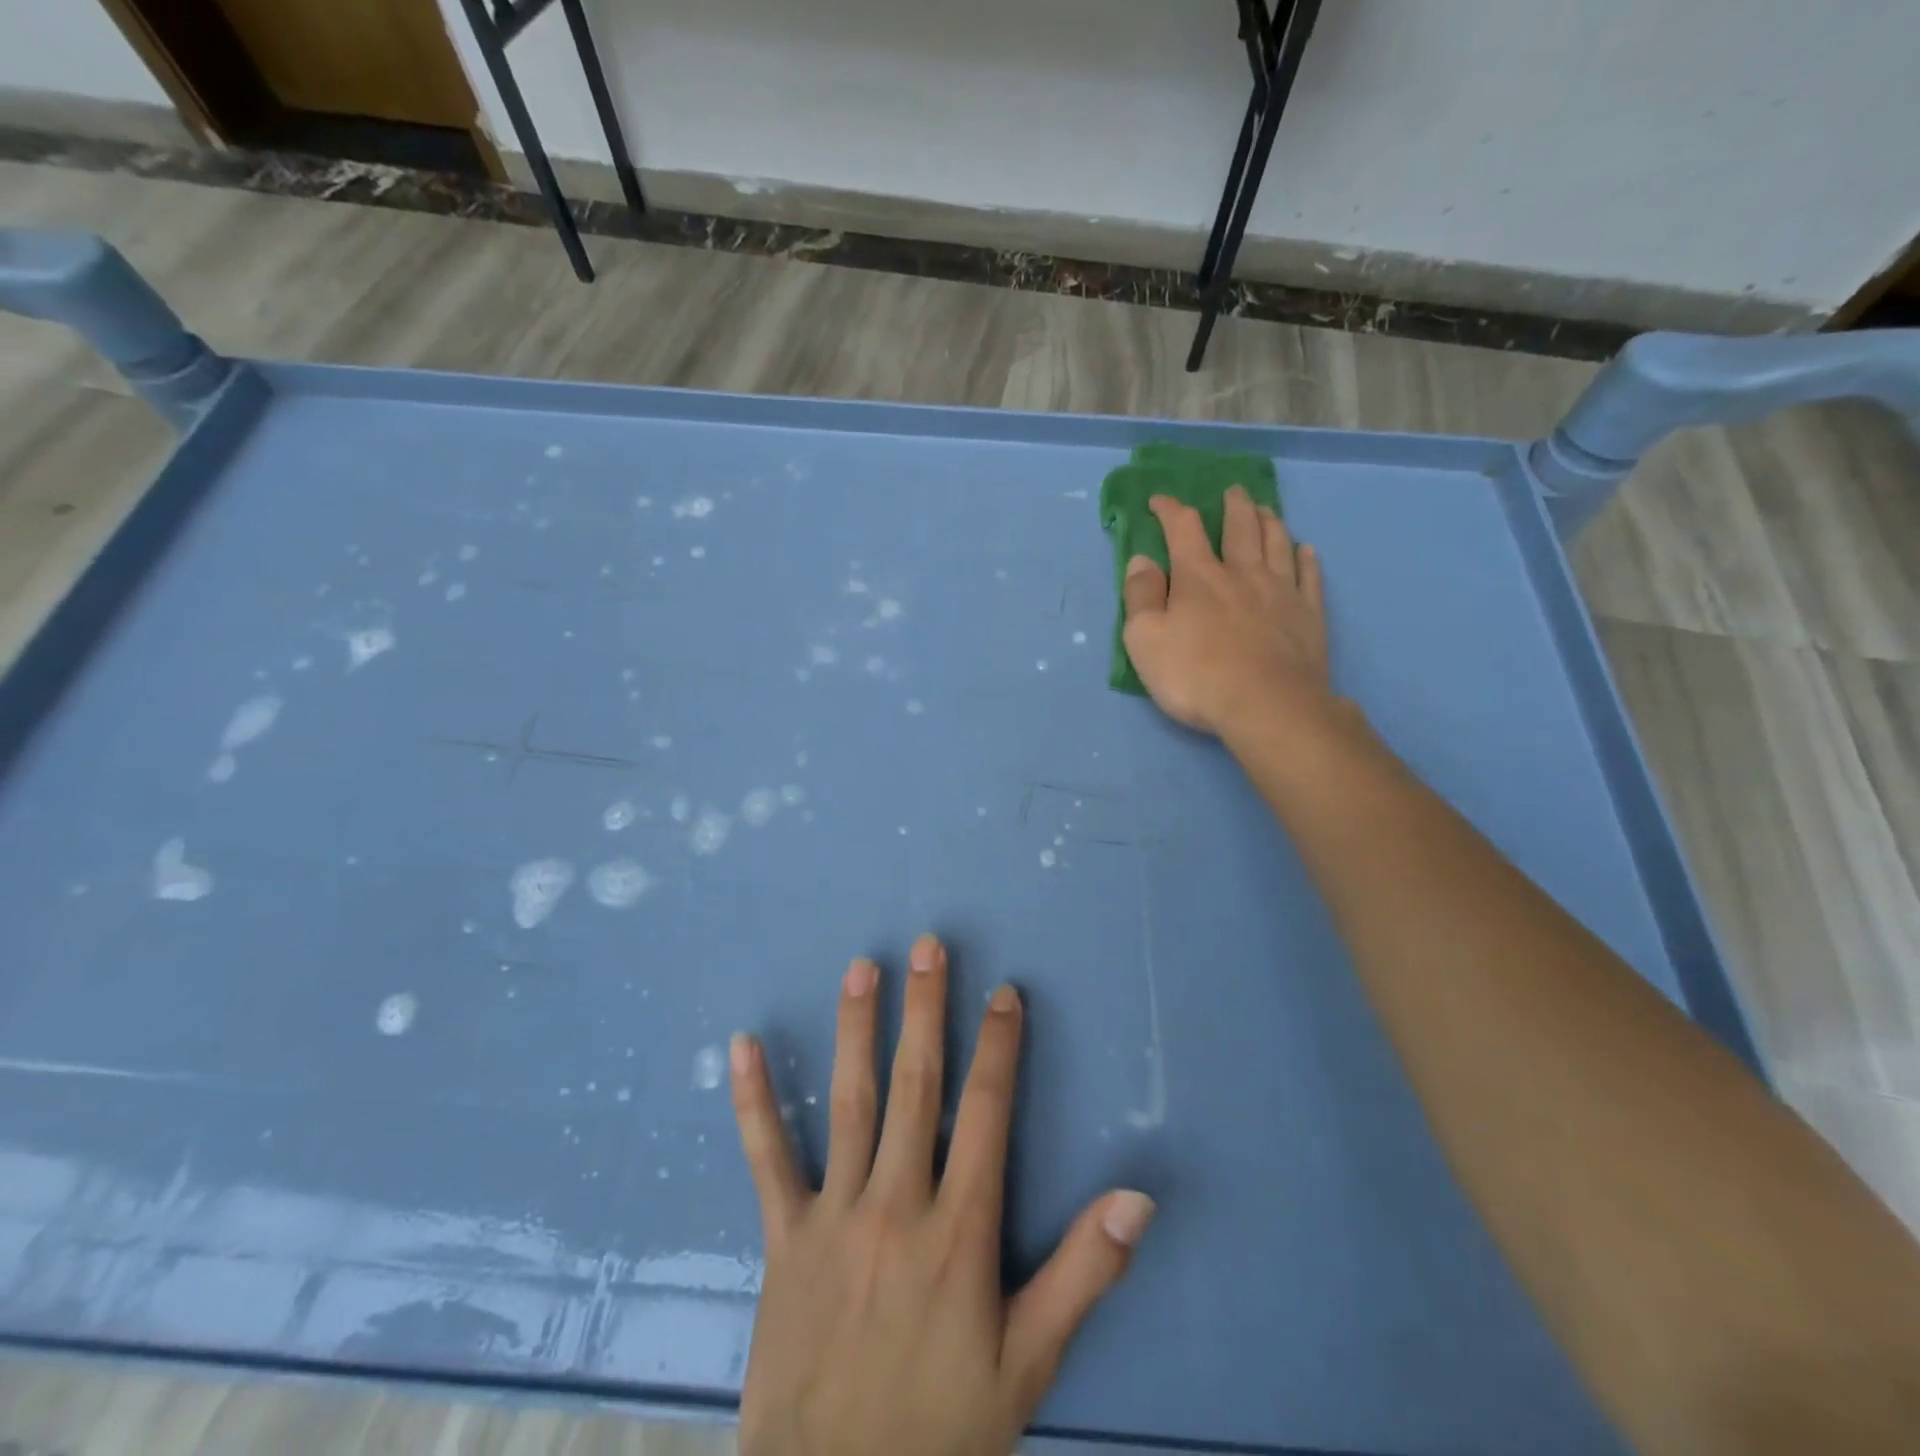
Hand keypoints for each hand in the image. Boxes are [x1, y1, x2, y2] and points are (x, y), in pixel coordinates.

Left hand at [731, 934, 1155, 1455]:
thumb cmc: (942, 1430)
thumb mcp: (1028, 1363)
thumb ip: (1084, 1274)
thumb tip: (1138, 1198)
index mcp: (960, 1231)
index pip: (987, 1114)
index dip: (998, 1048)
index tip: (1003, 993)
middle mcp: (897, 1204)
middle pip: (917, 1087)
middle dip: (925, 1011)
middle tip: (928, 947)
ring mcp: (835, 1215)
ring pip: (850, 1103)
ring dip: (856, 1029)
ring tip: (861, 967)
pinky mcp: (784, 1237)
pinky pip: (766, 1159)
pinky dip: (755, 1100)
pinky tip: (742, 1046)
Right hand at [1122, 486, 1329, 738]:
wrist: (1266, 706)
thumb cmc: (1195, 675)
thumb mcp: (1145, 639)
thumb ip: (1140, 597)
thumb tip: (1141, 561)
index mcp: (1198, 577)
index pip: (1183, 529)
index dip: (1170, 510)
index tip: (1160, 501)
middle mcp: (1242, 573)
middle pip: (1240, 528)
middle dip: (1233, 506)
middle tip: (1233, 492)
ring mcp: (1281, 592)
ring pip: (1277, 544)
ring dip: (1270, 522)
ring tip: (1266, 510)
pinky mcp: (1309, 615)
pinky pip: (1310, 577)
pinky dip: (1306, 559)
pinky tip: (1305, 550)